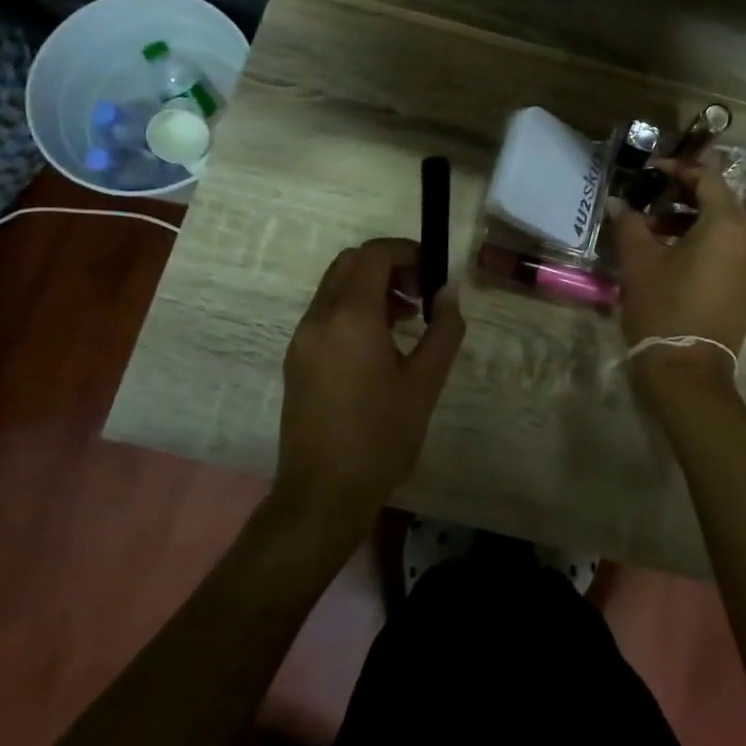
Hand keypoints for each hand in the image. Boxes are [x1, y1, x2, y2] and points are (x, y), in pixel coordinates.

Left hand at [274, 238, 465, 537]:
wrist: (323, 493)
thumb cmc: (381, 437)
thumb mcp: (425, 382)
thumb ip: (443, 330)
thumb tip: (449, 291)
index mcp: (351, 317)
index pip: (374, 254)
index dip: (407, 252)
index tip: (433, 274)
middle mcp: (319, 318)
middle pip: (351, 263)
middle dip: (389, 266)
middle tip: (421, 295)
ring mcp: (302, 339)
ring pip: (336, 287)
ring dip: (371, 288)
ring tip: (407, 321)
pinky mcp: (296, 359)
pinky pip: (326, 314)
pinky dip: (354, 310)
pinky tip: (380, 346)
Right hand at [611, 159, 745, 392]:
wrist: (688, 370)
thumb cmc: (664, 307)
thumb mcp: (639, 261)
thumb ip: (629, 223)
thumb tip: (619, 203)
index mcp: (726, 225)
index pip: (708, 178)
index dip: (678, 168)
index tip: (650, 171)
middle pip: (719, 200)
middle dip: (684, 193)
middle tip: (650, 195)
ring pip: (723, 226)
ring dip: (691, 218)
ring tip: (654, 226)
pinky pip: (727, 248)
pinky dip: (703, 240)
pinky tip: (672, 252)